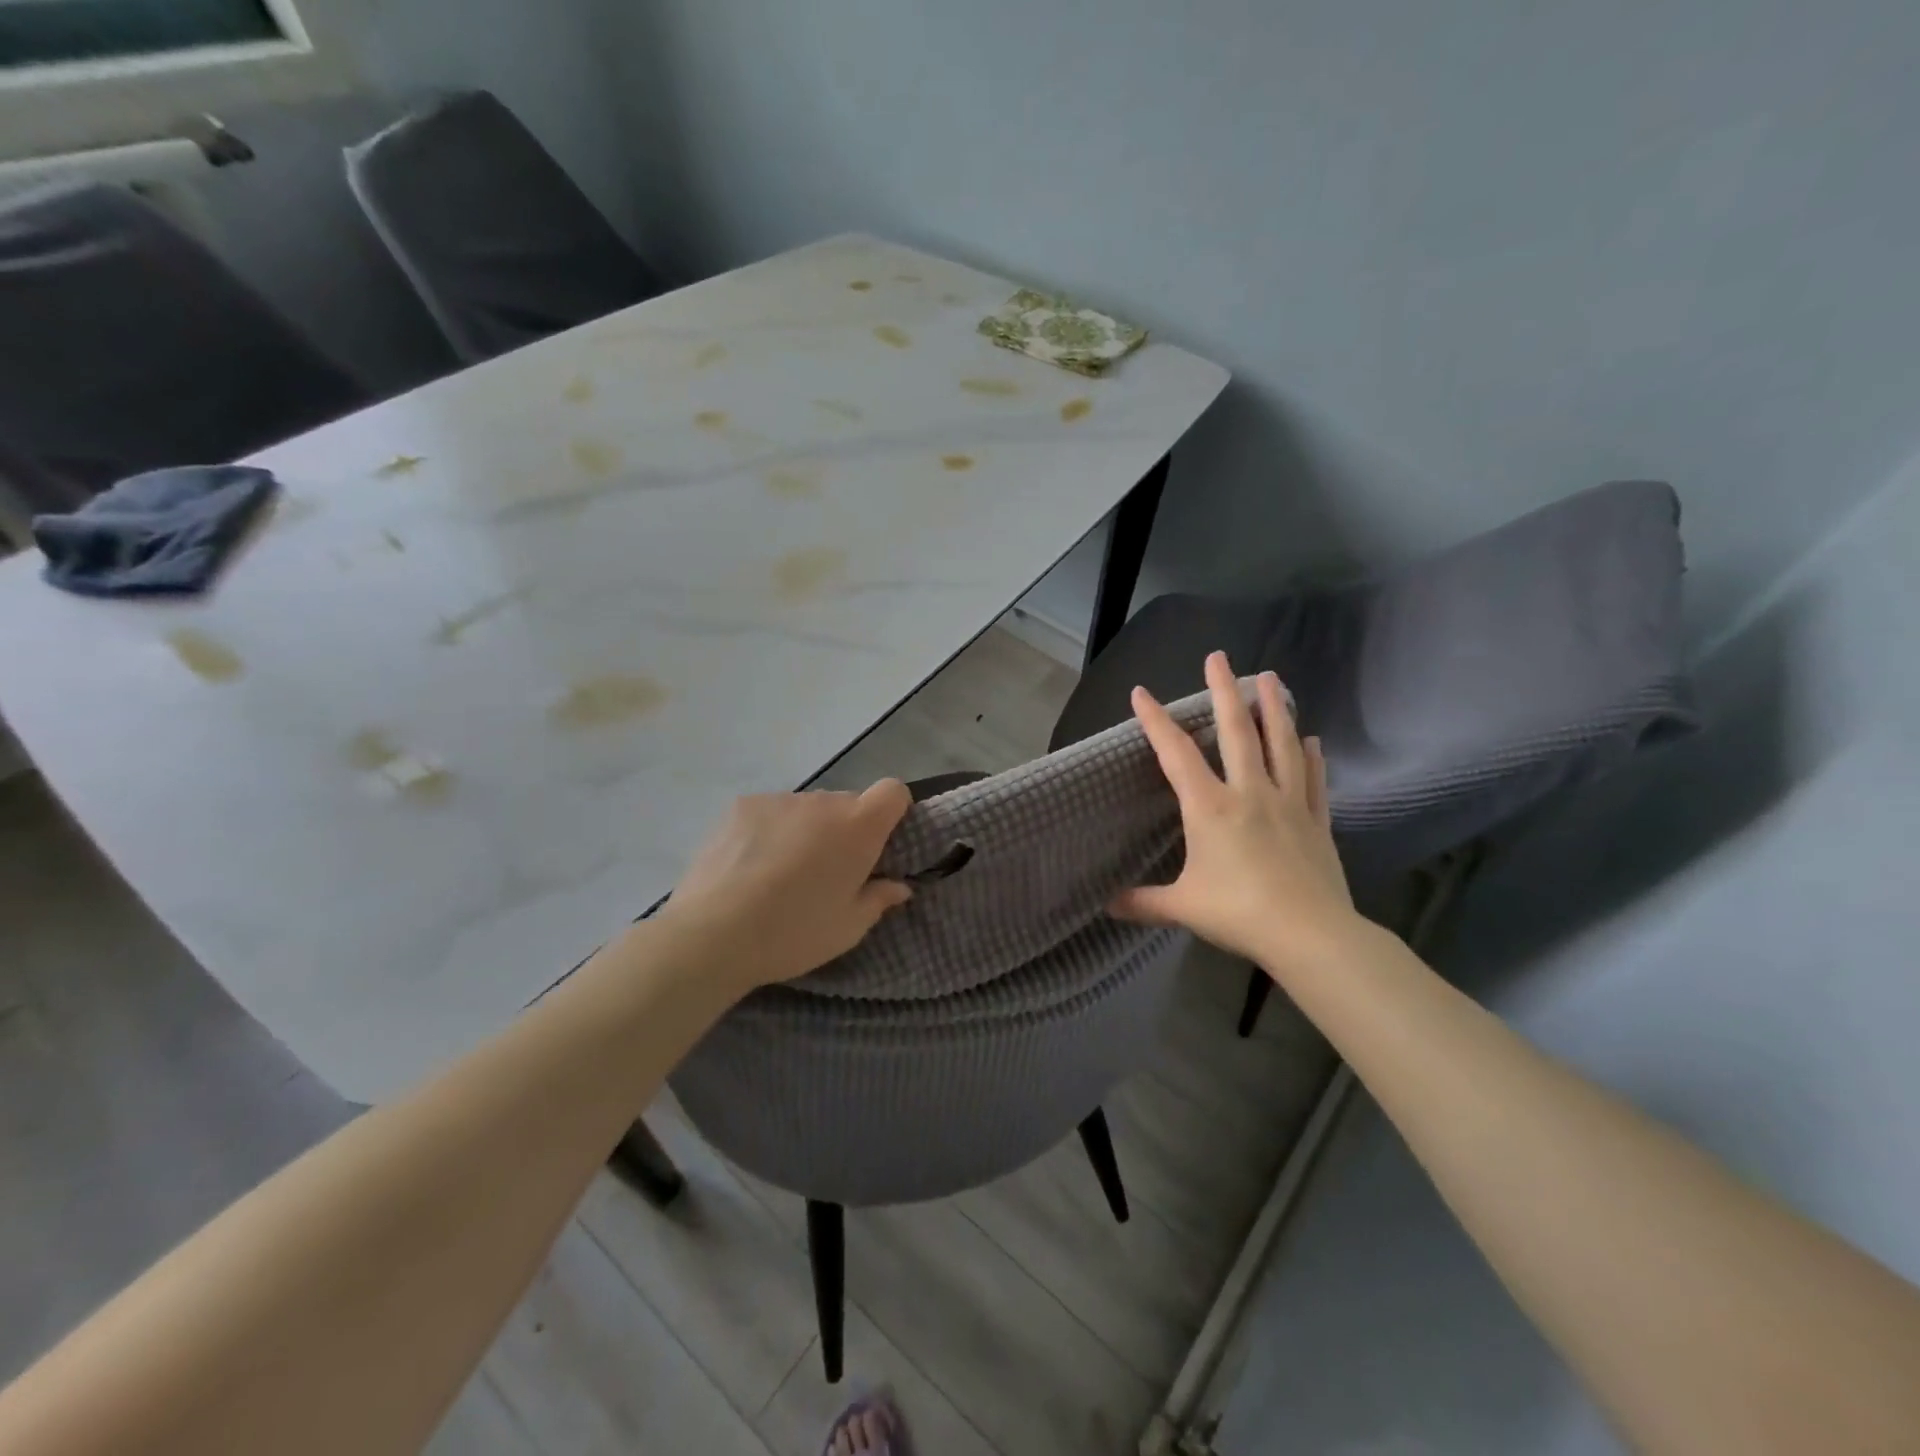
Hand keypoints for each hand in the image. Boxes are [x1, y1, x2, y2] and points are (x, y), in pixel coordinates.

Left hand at [657, 781, 913, 993]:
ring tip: (782, 872)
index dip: (893, 811)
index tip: (881, 843)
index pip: (893, 792)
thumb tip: (898, 886)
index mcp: (858, 828)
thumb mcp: (848, 928)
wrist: (712, 935)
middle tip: (828, 872)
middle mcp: (823, 802)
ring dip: (808, 830)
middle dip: (847, 830)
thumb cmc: (794, 933)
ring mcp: (780, 800)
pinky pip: (773, 811)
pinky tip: (751, 865)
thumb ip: (879, 899)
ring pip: (808, 809)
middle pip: (848, 804)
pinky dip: (773, 830)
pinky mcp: (742, 806)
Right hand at [1111, 652, 1360, 980]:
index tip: (1141, 693)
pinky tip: (1312, 739)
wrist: (1309, 934)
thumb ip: (1143, 902)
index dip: (1156, 721)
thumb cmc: (1238, 913)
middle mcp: (1249, 792)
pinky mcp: (1316, 820)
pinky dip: (1312, 757)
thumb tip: (1107, 905)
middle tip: (1218, 657)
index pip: (1176, 754)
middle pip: (1236, 731)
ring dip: (1274, 708)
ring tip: (1271, 677)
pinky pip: (1313, 780)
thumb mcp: (1182, 907)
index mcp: (1210, 807)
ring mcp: (1288, 802)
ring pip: (1280, 745)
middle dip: (1224, 691)